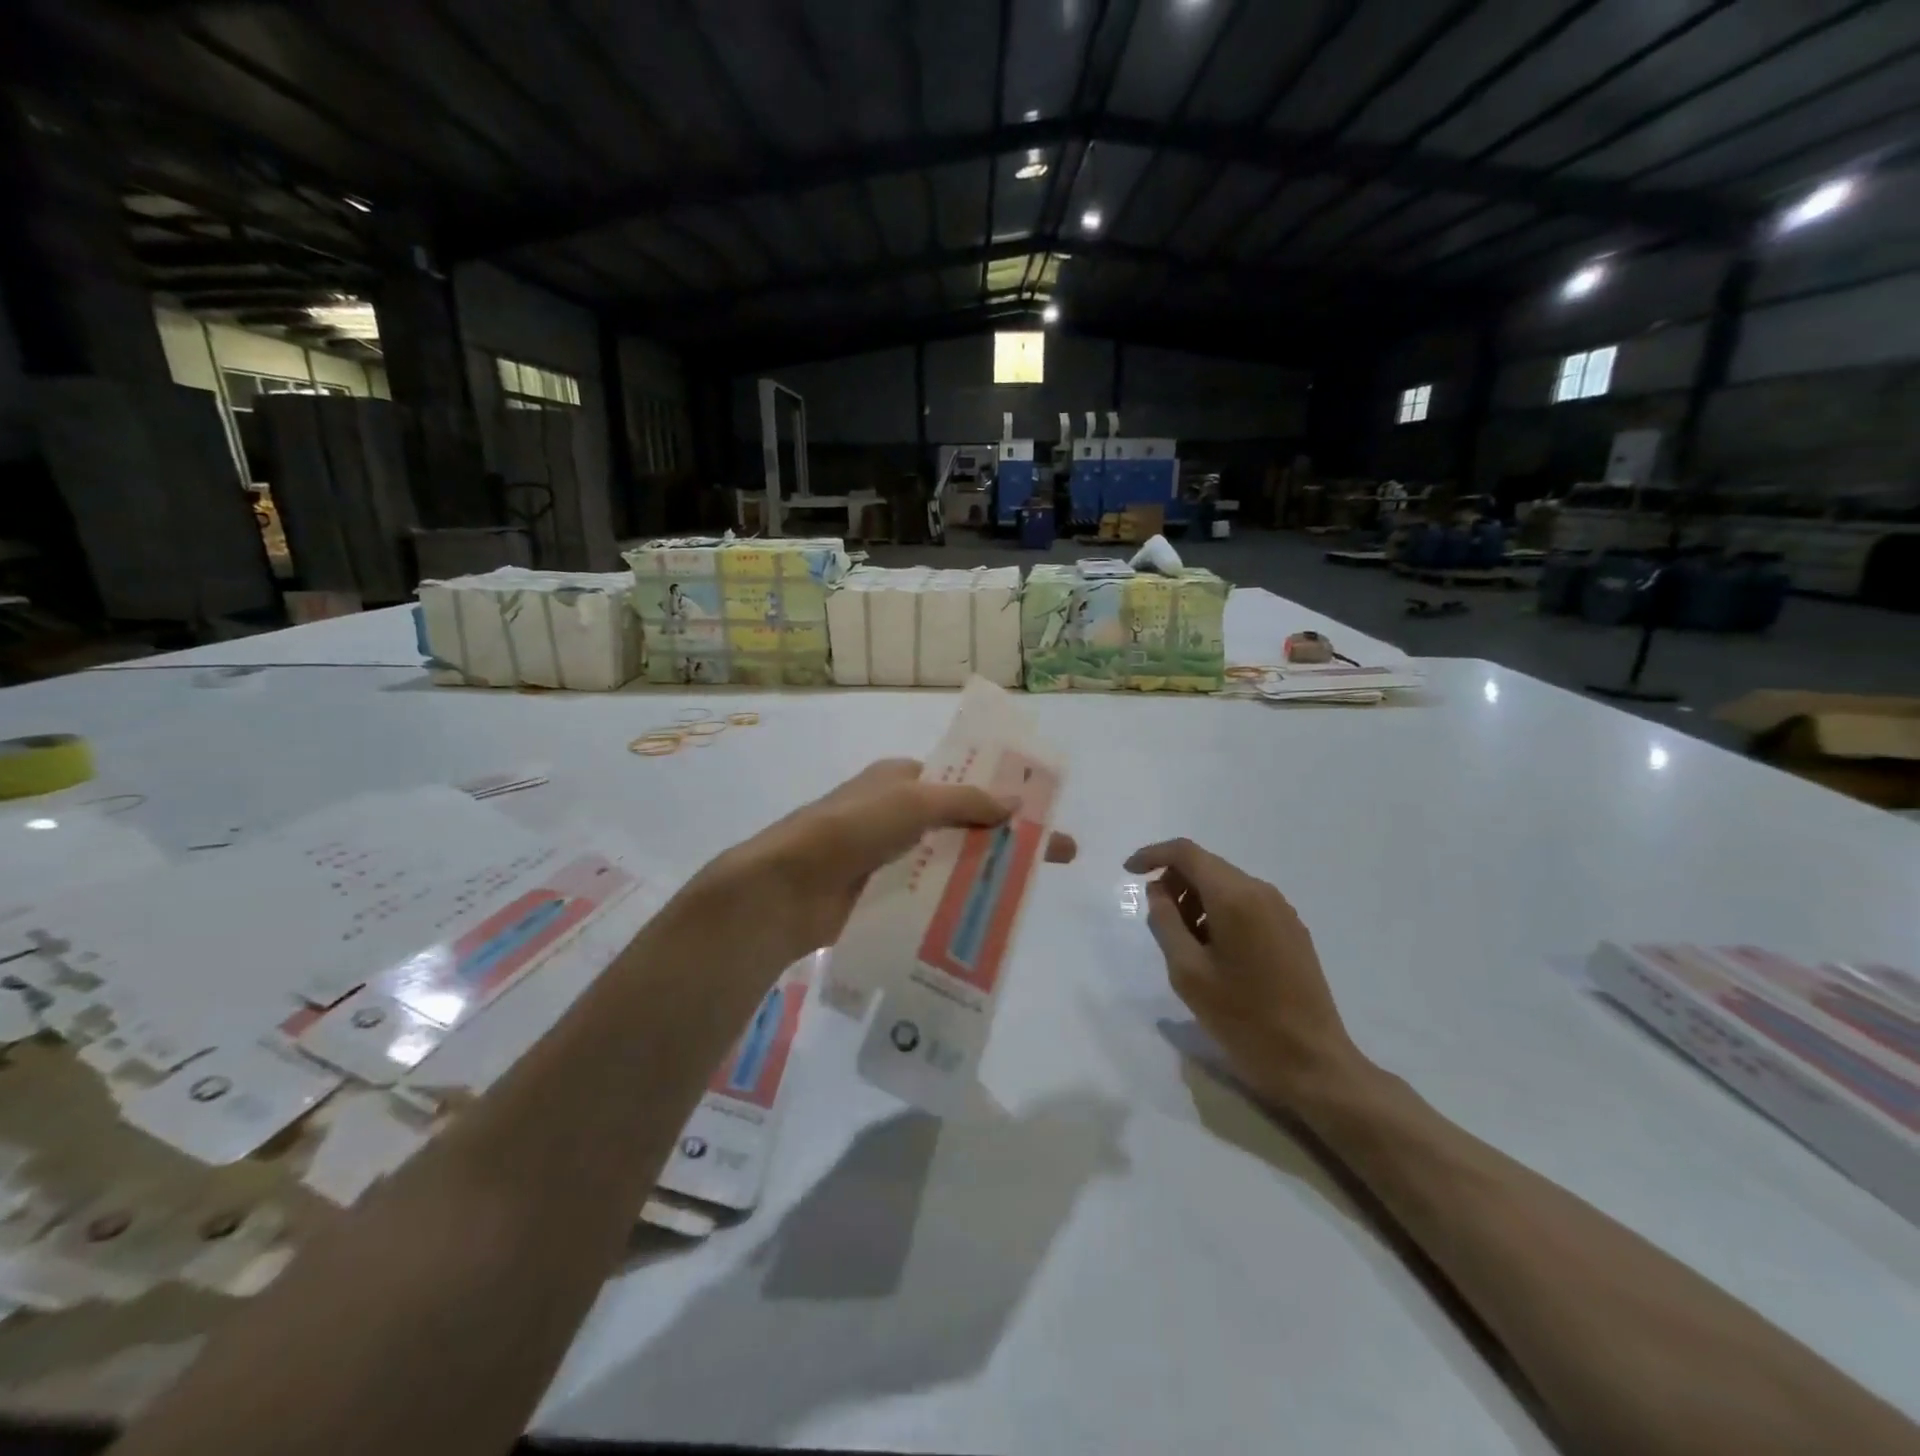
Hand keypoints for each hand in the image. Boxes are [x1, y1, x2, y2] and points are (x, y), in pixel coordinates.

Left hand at [697, 758, 1076, 973]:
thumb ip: (965, 802)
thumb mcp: (911, 802)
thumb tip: (1016, 803)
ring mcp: (890, 858)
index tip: (1041, 810)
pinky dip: (958, 902)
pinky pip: (931, 895)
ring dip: (986, 873)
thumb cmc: (849, 829)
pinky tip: (991, 920)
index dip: (1001, 792)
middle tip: (1056, 856)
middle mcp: (897, 815)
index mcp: (900, 780)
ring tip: (1031, 895)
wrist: (785, 889)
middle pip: (964, 823)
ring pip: (950, 861)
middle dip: (1006, 837)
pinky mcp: (883, 896)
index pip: (960, 780)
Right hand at [1125, 838, 1361, 1106]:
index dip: (1152, 855)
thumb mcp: (1188, 972)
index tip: (1128, 873)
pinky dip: (1220, 913)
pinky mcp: (1292, 930)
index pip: (1186, 853)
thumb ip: (1165, 922)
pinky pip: (1246, 904)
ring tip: (1185, 944)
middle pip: (1207, 866)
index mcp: (1234, 897)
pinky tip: (1214, 952)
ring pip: (1226, 885)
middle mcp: (1261, 892)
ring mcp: (1282, 910)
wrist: (1312, 1062)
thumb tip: (1159, 890)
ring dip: (1196, 900)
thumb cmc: (1243, 1018)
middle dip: (1174, 883)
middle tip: (1157, 921)